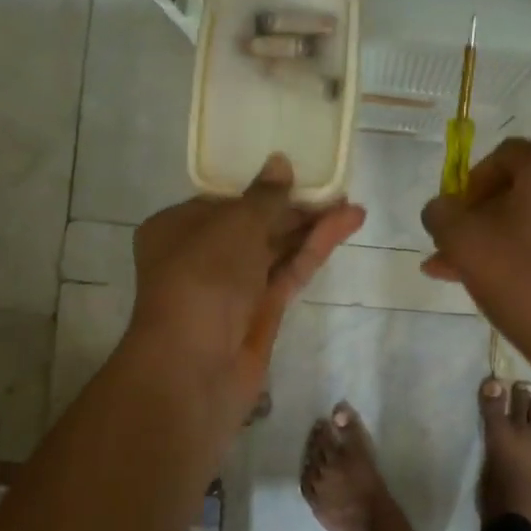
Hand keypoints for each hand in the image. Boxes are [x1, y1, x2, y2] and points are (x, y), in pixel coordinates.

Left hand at [127, 155, 364, 428]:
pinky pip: (288, 271)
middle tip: (334, 189)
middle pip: (255, 224)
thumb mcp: (234, 225)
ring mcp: (233, 287)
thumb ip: (264, 196)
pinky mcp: (261, 311)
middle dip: (294, 207)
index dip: (262, 187)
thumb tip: (280, 162)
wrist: (195, 367)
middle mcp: (202, 255)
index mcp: (178, 228)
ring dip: (311, 227)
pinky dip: (314, 249)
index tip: (298, 173)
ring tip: (352, 206)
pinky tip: (344, 226)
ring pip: (276, 249)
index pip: (225, 201)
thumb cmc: (202, 278)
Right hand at [421, 138, 530, 368]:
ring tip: (453, 271)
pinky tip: (487, 283)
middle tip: (447, 246)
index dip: (468, 182)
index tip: (452, 215)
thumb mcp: (462, 240)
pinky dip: (517, 253)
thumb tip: (442, 209)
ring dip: (489, 239)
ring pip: (528, 220)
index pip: (502, 156)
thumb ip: (441, 213)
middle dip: (474, 217)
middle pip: (515, 190)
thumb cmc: (521, 279)